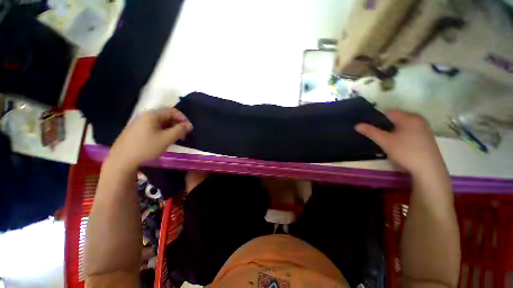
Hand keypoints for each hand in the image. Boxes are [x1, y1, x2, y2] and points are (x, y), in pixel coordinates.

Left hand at [107, 107, 192, 169]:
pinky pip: (154, 127)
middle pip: (166, 116)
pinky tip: (165, 139)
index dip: (183, 118)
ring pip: (160, 122)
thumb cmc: (145, 148)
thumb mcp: (166, 139)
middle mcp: (145, 116)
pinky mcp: (137, 130)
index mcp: (151, 115)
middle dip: (177, 124)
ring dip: (171, 128)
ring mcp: (139, 123)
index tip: (189, 128)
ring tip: (176, 138)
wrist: (121, 160)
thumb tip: (189, 125)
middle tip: (184, 134)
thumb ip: (180, 130)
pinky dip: (163, 131)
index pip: (172, 111)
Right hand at [355, 110, 445, 176]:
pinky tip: (399, 145)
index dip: (377, 119)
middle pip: (396, 118)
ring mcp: (424, 128)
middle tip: (378, 136)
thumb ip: (370, 131)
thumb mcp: (385, 141)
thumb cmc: (406, 152)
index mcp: (409, 117)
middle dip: (385, 125)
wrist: (429, 170)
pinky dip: (402, 135)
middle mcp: (418, 119)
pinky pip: (410, 131)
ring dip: (393, 131)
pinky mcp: (427, 137)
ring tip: (387, 141)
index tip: (371, 128)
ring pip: (403, 125)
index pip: (388, 112)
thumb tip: (357, 125)